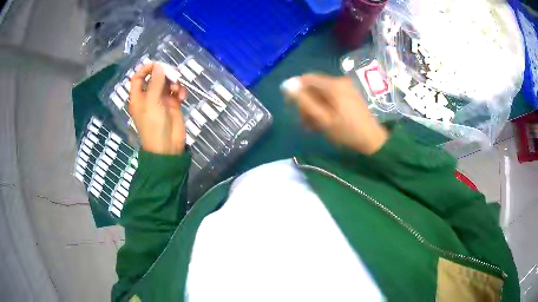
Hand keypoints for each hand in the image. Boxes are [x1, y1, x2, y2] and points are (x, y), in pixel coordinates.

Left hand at [129, 63, 187, 154]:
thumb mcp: (152, 102)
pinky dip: (180, 91)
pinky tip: (183, 97)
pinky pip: (176, 92)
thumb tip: (159, 66)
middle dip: (164, 74)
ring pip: (167, 83)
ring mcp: (161, 100)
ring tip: (177, 90)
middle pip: (155, 78)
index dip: (145, 69)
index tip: (157, 64)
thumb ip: (156, 83)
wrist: (167, 147)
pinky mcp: (173, 105)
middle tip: (173, 74)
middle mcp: (149, 96)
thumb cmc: (154, 125)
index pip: (138, 78)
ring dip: (174, 83)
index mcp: (138, 97)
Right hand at [281, 74, 387, 154]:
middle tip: (303, 122)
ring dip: (314, 107)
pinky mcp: (350, 95)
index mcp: (333, 85)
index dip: (296, 90)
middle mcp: (339, 82)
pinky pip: (331, 97)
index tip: (291, 106)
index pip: (306, 79)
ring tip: (312, 126)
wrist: (373, 140)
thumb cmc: (347, 132)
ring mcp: (346, 88)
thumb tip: (287, 86)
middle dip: (306, 102)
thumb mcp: (323, 120)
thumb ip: (304, 102)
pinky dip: (324, 107)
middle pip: (314, 86)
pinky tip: (323, 122)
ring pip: (322, 93)